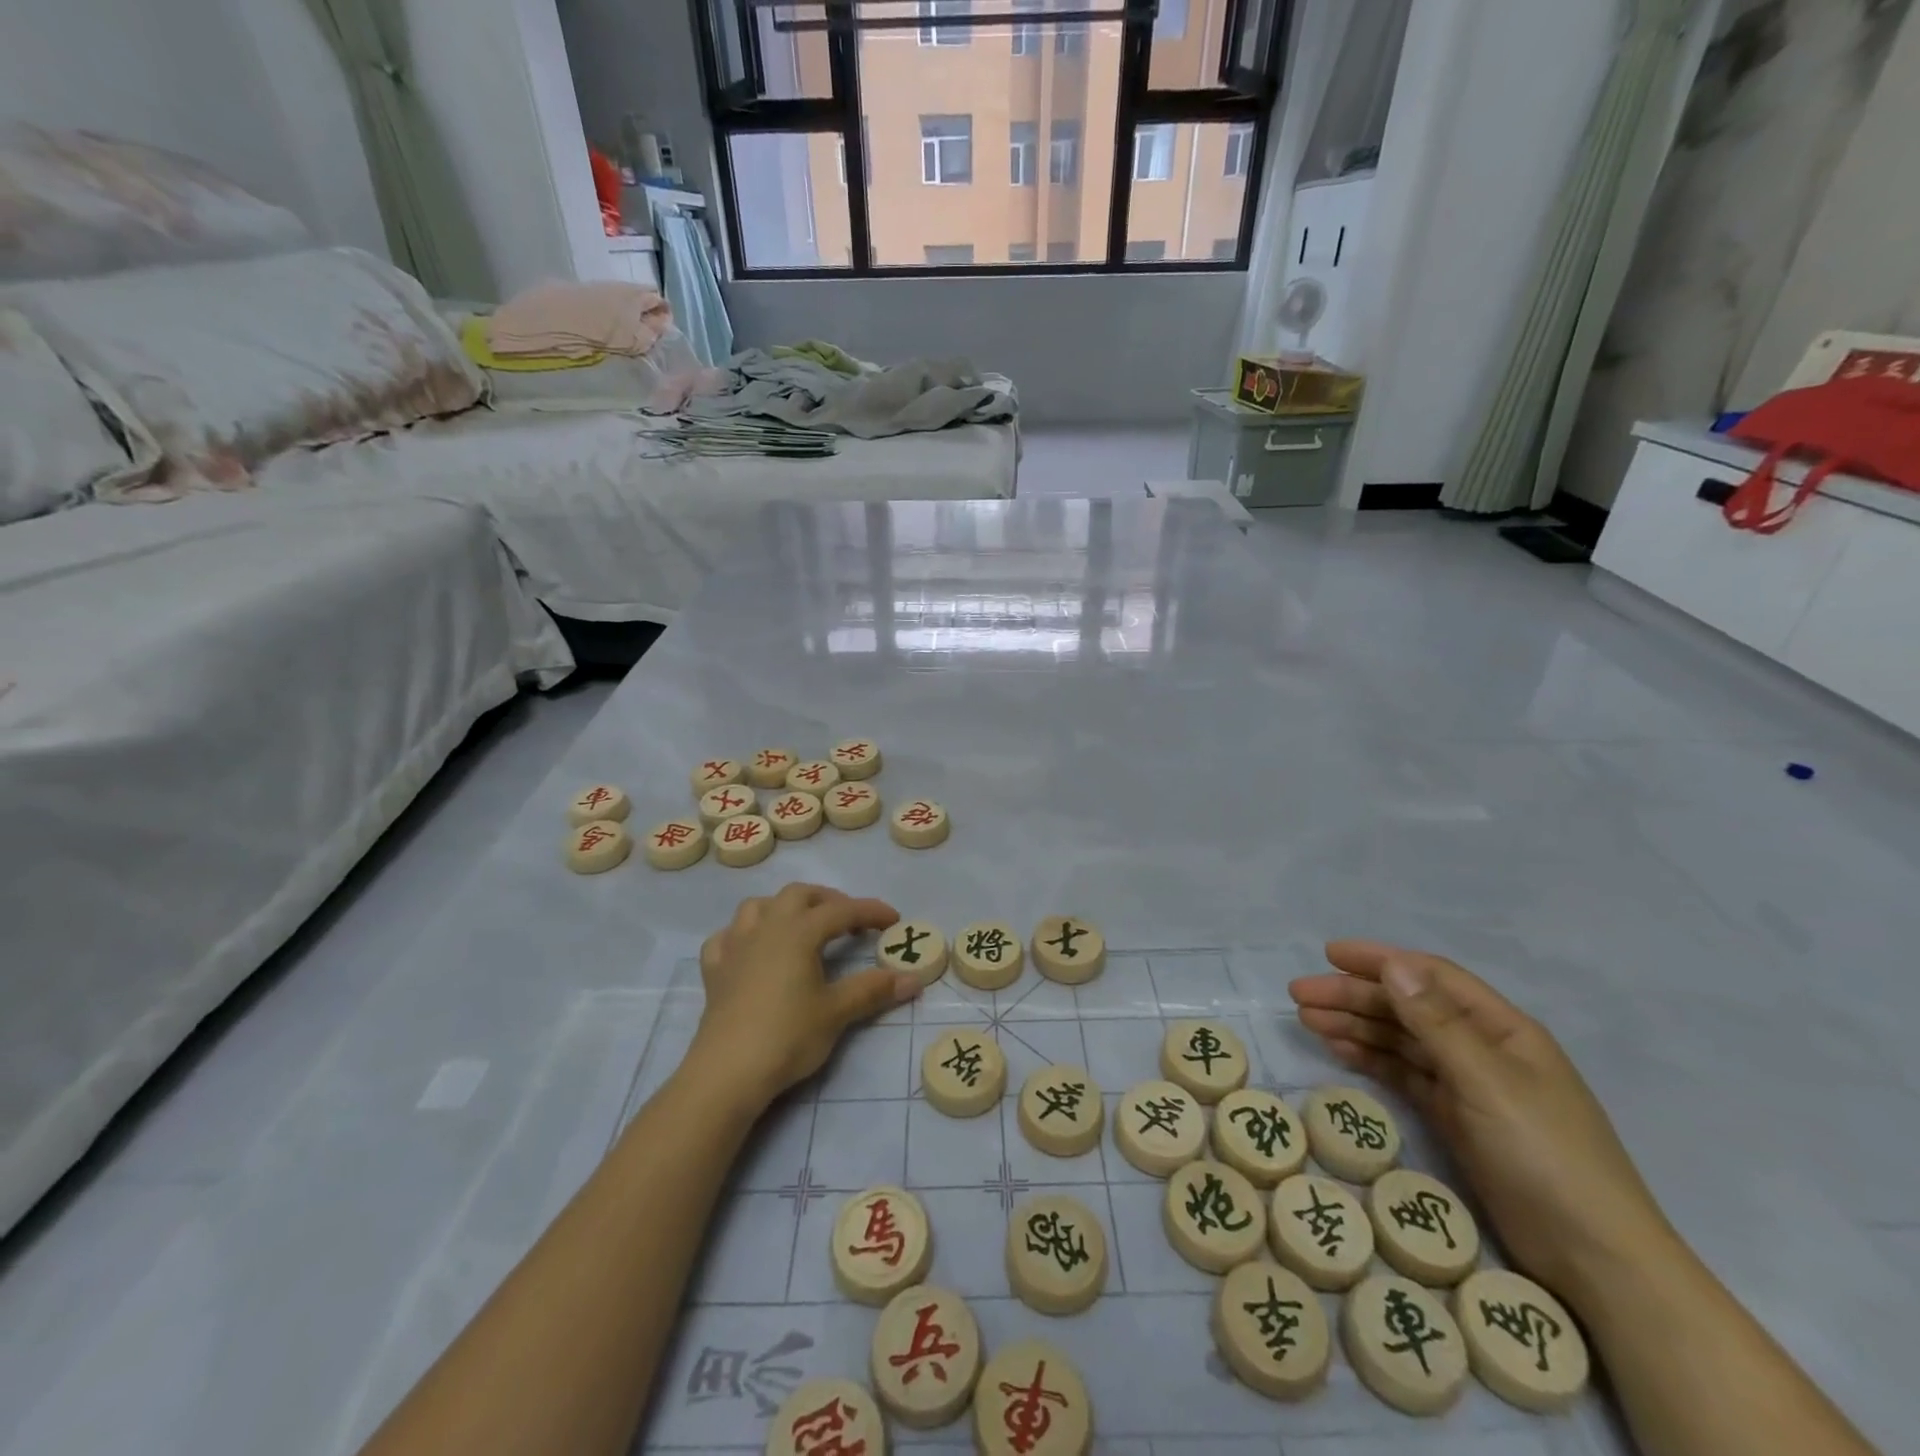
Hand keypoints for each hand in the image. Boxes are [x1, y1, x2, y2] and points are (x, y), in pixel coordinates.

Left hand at [691, 884, 918, 1111]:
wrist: (727, 1072)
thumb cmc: (787, 1036)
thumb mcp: (836, 1012)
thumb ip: (873, 990)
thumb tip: (913, 979)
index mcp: (798, 932)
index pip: (842, 911)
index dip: (870, 912)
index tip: (894, 920)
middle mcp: (766, 928)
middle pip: (799, 895)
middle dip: (828, 901)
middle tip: (848, 921)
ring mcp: (735, 946)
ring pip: (758, 906)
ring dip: (784, 908)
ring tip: (801, 927)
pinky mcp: (714, 970)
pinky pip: (726, 937)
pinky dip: (743, 935)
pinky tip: (751, 950)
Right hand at [1289, 940, 1675, 1306]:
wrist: (1594, 1258)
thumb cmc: (1545, 1155)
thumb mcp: (1487, 1081)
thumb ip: (1436, 1022)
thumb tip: (1393, 966)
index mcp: (1502, 1028)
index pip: (1431, 976)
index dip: (1380, 960)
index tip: (1329, 955)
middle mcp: (1483, 1047)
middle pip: (1408, 1007)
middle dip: (1354, 996)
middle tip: (1300, 995)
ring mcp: (1470, 1084)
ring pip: (1401, 1039)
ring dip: (1356, 1025)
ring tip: (1308, 1020)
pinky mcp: (1456, 1118)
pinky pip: (1404, 1074)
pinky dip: (1371, 1059)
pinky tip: (1340, 1051)